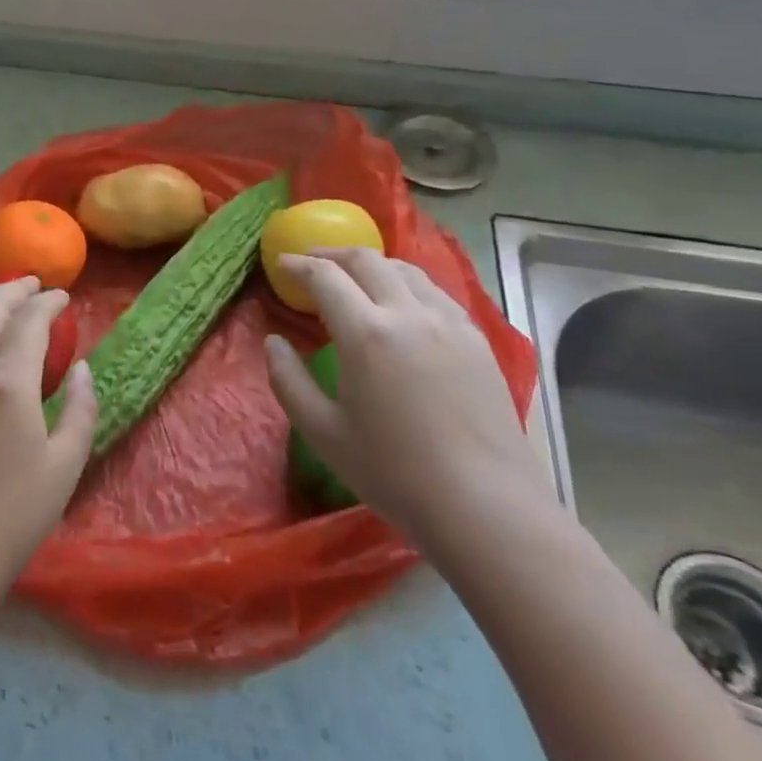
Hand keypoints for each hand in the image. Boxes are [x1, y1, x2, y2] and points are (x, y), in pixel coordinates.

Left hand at [0, 277, 97, 619]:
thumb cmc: (13, 515)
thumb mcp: (65, 465)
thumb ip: (80, 408)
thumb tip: (81, 367)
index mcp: (8, 380)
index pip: (29, 320)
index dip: (48, 302)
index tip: (64, 298)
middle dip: (14, 289)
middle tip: (35, 286)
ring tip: (2, 301)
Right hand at [266, 249, 549, 544]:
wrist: (486, 507)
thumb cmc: (394, 473)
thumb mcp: (322, 432)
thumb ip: (288, 381)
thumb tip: (274, 342)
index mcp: (366, 333)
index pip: (325, 277)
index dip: (298, 265)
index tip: (282, 264)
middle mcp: (408, 313)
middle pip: (367, 260)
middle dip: (333, 253)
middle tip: (312, 261)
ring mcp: (449, 323)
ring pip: (405, 270)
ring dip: (372, 264)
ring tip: (355, 276)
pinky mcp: (477, 340)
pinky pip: (435, 293)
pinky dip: (407, 283)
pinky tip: (402, 303)